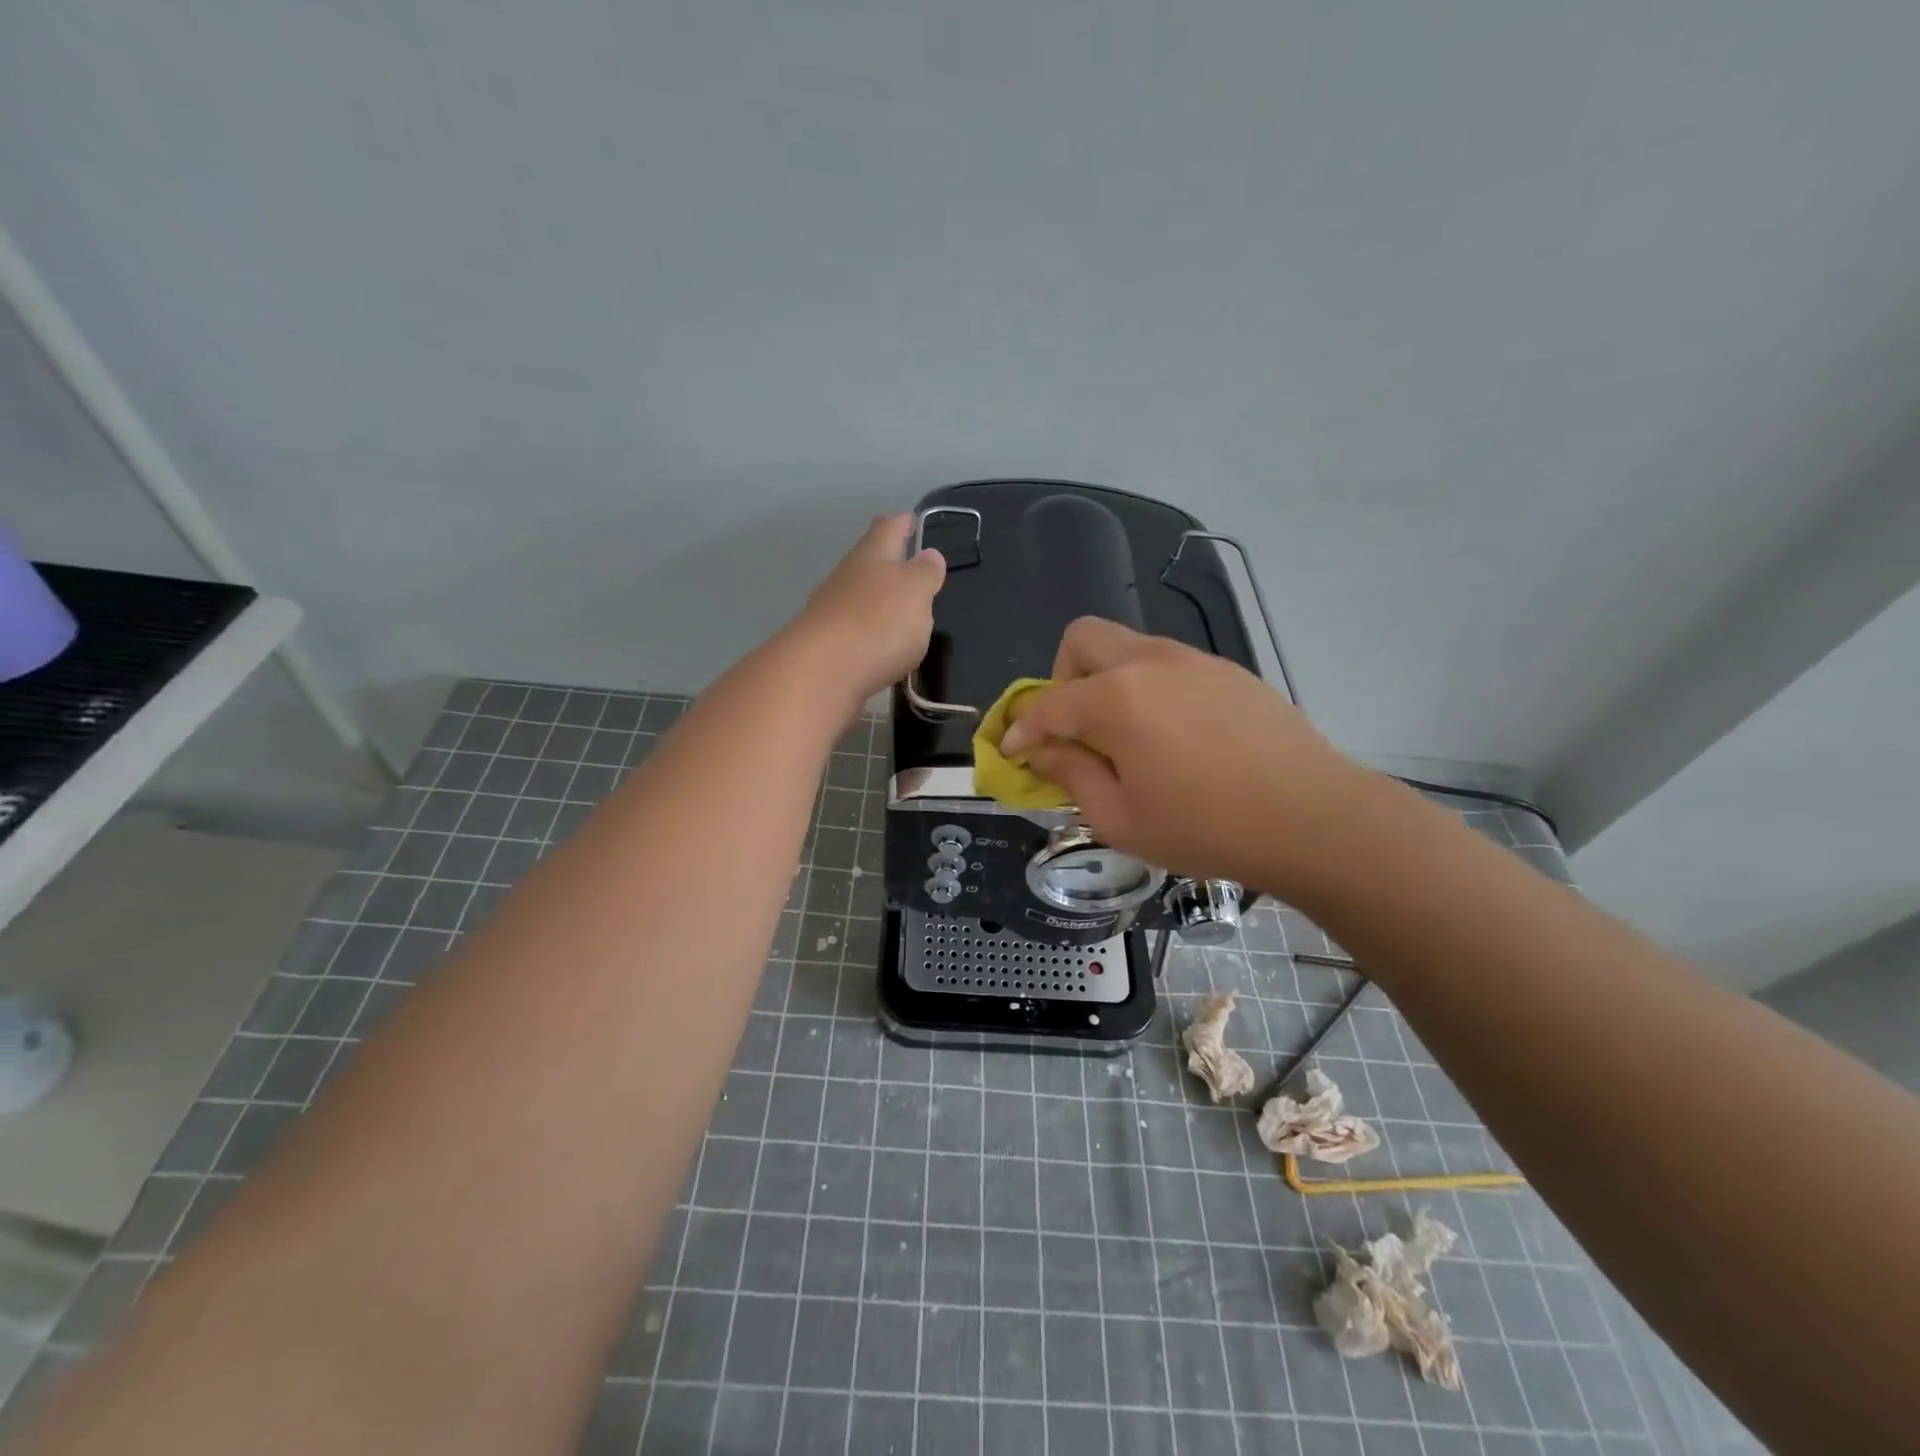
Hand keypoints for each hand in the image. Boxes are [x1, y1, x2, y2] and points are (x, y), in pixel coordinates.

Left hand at [787, 513, 946, 713]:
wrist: (820, 672)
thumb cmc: (877, 622)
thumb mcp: (916, 592)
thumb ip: (925, 573)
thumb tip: (929, 554)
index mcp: (871, 557)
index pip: (887, 530)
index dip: (900, 523)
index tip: (910, 517)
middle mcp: (845, 579)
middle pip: (865, 560)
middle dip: (883, 557)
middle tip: (899, 553)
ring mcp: (830, 613)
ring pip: (855, 595)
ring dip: (872, 595)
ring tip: (892, 601)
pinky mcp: (825, 648)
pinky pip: (851, 630)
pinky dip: (865, 629)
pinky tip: (876, 642)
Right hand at [999, 617, 1368, 894]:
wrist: (1314, 818)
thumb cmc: (1207, 828)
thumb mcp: (1121, 819)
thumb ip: (1072, 776)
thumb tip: (1042, 751)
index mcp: (1116, 699)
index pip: (1047, 703)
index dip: (1021, 729)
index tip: (1012, 752)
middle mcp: (1150, 663)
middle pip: (1082, 638)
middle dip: (1060, 677)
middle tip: (1072, 727)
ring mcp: (1194, 660)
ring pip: (1127, 646)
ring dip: (1105, 680)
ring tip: (1125, 736)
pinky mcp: (1228, 671)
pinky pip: (1167, 664)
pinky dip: (1148, 687)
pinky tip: (1173, 735)